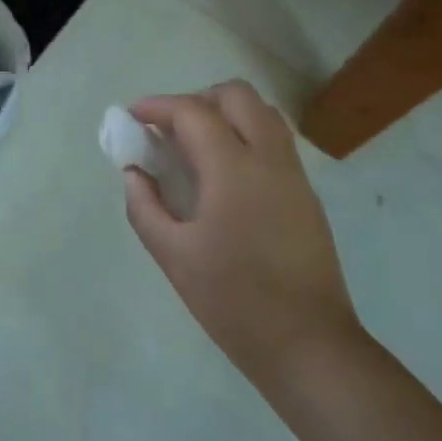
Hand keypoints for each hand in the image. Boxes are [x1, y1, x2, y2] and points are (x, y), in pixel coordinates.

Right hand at [123, 82, 364, 405]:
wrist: (308, 345)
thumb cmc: (233, 301)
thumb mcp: (174, 256)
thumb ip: (145, 207)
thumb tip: (135, 173)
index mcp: (233, 169)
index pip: (192, 112)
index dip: (158, 106)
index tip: (133, 115)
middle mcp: (269, 158)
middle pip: (237, 96)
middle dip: (198, 100)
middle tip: (170, 130)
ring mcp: (294, 175)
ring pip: (263, 114)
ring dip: (226, 114)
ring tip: (197, 148)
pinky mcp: (306, 195)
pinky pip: (275, 142)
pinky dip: (246, 136)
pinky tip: (225, 176)